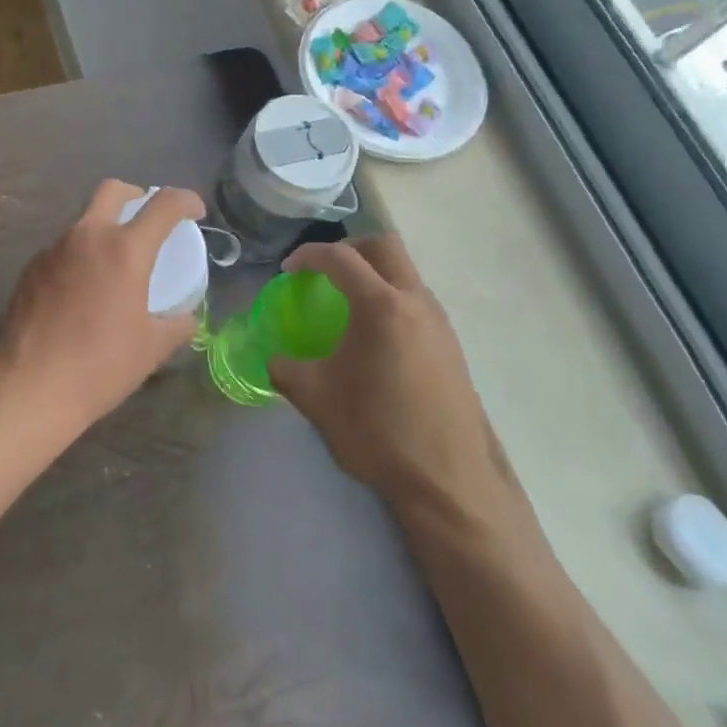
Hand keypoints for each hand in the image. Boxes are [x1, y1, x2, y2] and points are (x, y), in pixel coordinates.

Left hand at [0, 181, 206, 438]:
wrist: (30, 387)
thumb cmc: (100, 366)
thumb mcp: (152, 348)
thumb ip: (177, 325)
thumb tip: (187, 317)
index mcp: (125, 250)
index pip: (164, 205)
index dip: (186, 200)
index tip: (195, 211)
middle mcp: (87, 237)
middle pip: (113, 190)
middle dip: (136, 196)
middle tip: (147, 220)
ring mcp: (53, 250)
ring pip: (84, 221)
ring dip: (104, 230)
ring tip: (114, 266)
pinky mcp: (30, 269)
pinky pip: (62, 250)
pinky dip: (80, 258)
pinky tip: (81, 292)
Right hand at [270, 236, 515, 523]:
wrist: (447, 479)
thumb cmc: (377, 430)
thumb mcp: (316, 398)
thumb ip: (286, 370)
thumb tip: (275, 361)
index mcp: (381, 306)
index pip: (340, 258)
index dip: (308, 255)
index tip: (288, 270)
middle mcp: (416, 302)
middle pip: (384, 247)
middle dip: (349, 249)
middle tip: (323, 271)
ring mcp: (439, 322)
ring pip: (406, 272)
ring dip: (374, 274)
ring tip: (346, 304)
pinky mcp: (451, 345)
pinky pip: (417, 300)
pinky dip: (391, 299)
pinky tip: (375, 338)